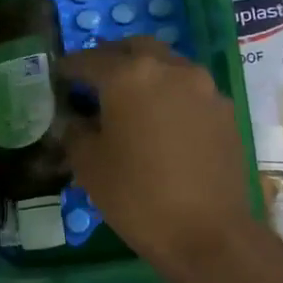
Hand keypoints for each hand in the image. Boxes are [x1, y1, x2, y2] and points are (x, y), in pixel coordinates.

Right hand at [60, 38, 263, 277]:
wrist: (209, 233)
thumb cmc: (137, 197)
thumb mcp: (89, 166)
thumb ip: (76, 131)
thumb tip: (76, 119)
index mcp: (129, 75)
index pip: (89, 60)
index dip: (69, 68)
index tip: (58, 77)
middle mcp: (169, 68)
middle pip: (133, 48)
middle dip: (110, 59)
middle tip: (94, 80)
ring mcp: (203, 86)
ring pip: (166, 64)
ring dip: (144, 73)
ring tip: (129, 100)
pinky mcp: (224, 109)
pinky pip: (189, 88)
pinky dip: (169, 93)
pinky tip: (161, 121)